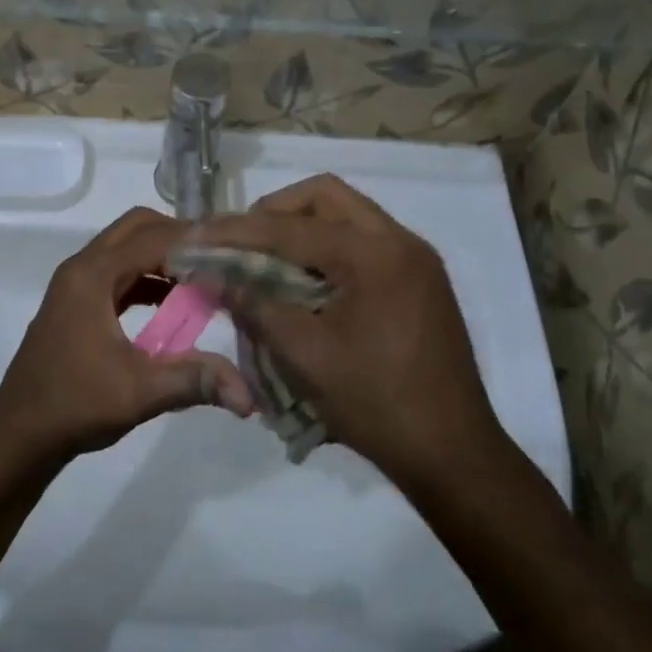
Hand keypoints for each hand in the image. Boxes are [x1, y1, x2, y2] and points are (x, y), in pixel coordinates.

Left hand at [0, 208, 253, 464]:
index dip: (195, 242)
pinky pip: (119, 272)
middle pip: (137, 228)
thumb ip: (195, 380)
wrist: (20, 433)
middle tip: (219, 259)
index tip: (233, 254)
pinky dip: (148, 277)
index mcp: (93, 275)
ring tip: (205, 278)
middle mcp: (82, 267)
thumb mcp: (139, 391)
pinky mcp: (77, 302)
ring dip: (163, 256)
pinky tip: (174, 304)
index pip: (153, 238)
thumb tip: (251, 396)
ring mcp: (76, 283)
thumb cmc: (75, 404)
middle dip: (179, 237)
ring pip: (126, 247)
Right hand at [190, 175, 511, 493]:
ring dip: (301, 227)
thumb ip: (255, 306)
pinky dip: (327, 248)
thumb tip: (213, 276)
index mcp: (375, 255)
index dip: (238, 230)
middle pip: (325, 196)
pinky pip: (363, 241)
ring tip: (264, 259)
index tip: (198, 235)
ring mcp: (415, 259)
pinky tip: (303, 281)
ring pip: (346, 214)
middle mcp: (400, 242)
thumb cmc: (377, 404)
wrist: (453, 455)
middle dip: (274, 211)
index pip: (291, 226)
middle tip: (240, 242)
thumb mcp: (305, 356)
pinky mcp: (419, 280)